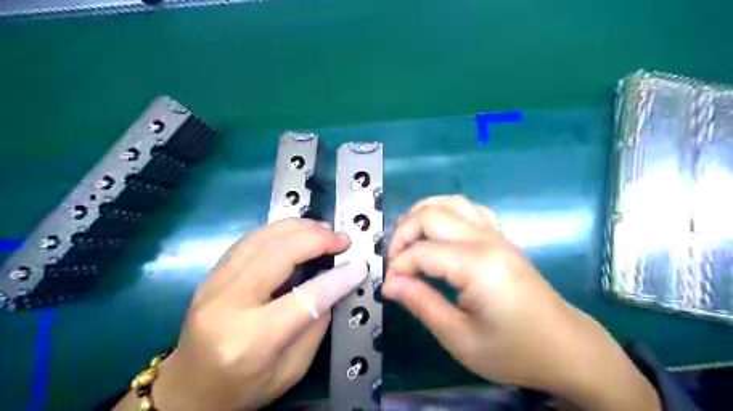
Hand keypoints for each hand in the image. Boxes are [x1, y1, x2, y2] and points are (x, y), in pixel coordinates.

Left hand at [150, 220, 365, 409]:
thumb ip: (316, 324)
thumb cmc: (243, 389)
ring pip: (261, 239)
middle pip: (278, 255)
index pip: (304, 299)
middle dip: (316, 240)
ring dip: (298, 228)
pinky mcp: (210, 275)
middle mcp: (227, 306)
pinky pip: (248, 241)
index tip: (359, 264)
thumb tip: (335, 283)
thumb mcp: (291, 369)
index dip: (337, 278)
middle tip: (341, 239)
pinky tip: (296, 232)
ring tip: (323, 229)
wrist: (188, 391)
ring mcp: (212, 285)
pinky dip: (277, 230)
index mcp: (251, 341)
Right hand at [386, 195, 661, 410]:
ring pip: (451, 203)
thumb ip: (422, 304)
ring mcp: (496, 235)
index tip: (389, 287)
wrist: (565, 348)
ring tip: (408, 237)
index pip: (422, 252)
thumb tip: (389, 284)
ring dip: (422, 214)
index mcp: (478, 266)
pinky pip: (469, 209)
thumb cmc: (514, 350)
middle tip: (395, 262)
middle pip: (432, 215)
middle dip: (403, 234)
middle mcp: (486, 240)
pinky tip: (439, 231)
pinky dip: (446, 211)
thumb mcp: (460, 338)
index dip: (398, 266)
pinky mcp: (501, 238)